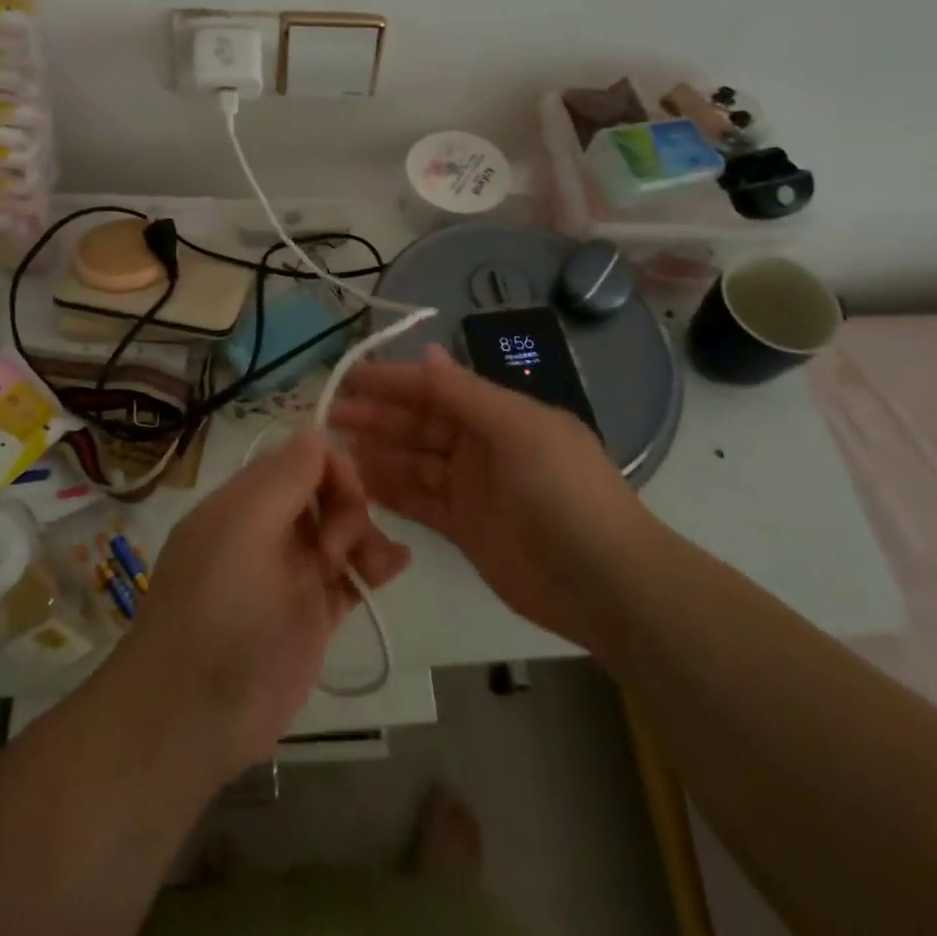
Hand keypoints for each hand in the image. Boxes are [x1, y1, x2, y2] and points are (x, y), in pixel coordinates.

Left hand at [119, 429, 409, 778]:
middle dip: (350, 506)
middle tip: (342, 547)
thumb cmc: (217, 612)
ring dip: (368, 535)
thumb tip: (315, 430)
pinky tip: (394, 567)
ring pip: (343, 531)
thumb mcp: (243, 531)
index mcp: (245, 502)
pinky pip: (352, 575)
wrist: (193, 718)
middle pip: (326, 492)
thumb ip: (282, 478)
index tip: (346, 497)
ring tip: (377, 566)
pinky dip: (375, 565)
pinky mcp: (312, 613)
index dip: (331, 468)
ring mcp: (292, 573)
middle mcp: (269, 529)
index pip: (300, 458)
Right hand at [330, 344, 649, 651]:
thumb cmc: (565, 493)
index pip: (437, 389)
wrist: (607, 584)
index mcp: (500, 414)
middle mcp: (482, 445)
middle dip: (377, 417)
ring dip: (378, 453)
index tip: (350, 379)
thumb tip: (426, 351)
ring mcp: (472, 488)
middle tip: (329, 417)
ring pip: (414, 462)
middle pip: (420, 424)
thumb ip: (467, 395)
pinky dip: (392, 491)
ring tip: (335, 450)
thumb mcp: (520, 432)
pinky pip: (419, 501)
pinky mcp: (464, 528)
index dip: (394, 382)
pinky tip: (360, 484)